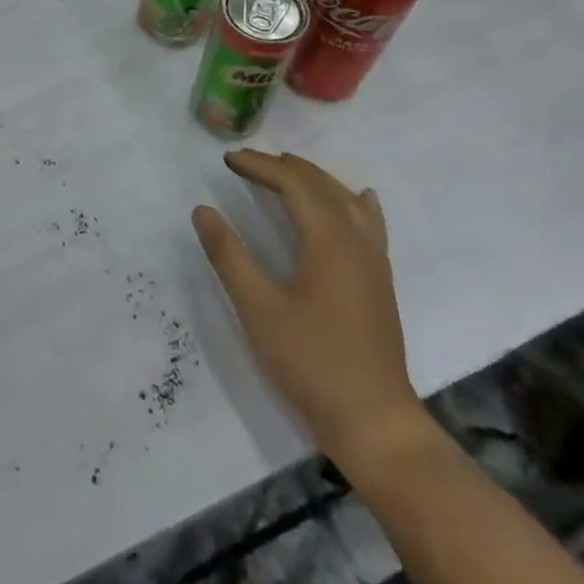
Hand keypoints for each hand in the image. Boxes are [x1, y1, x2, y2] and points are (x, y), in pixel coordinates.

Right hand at [193, 152, 427, 473]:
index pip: (293, 185)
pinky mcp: (380, 284)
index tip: (228, 160)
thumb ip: (228, 255)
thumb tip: (202, 210)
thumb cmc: (311, 362)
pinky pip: (370, 225)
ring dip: (315, 180)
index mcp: (329, 240)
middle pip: (322, 186)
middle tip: (247, 161)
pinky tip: (360, 198)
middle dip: (284, 167)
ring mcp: (374, 263)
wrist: (375, 423)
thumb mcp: (257, 307)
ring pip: (347, 202)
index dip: (260, 167)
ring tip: (287, 170)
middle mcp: (356, 242)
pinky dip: (356, 203)